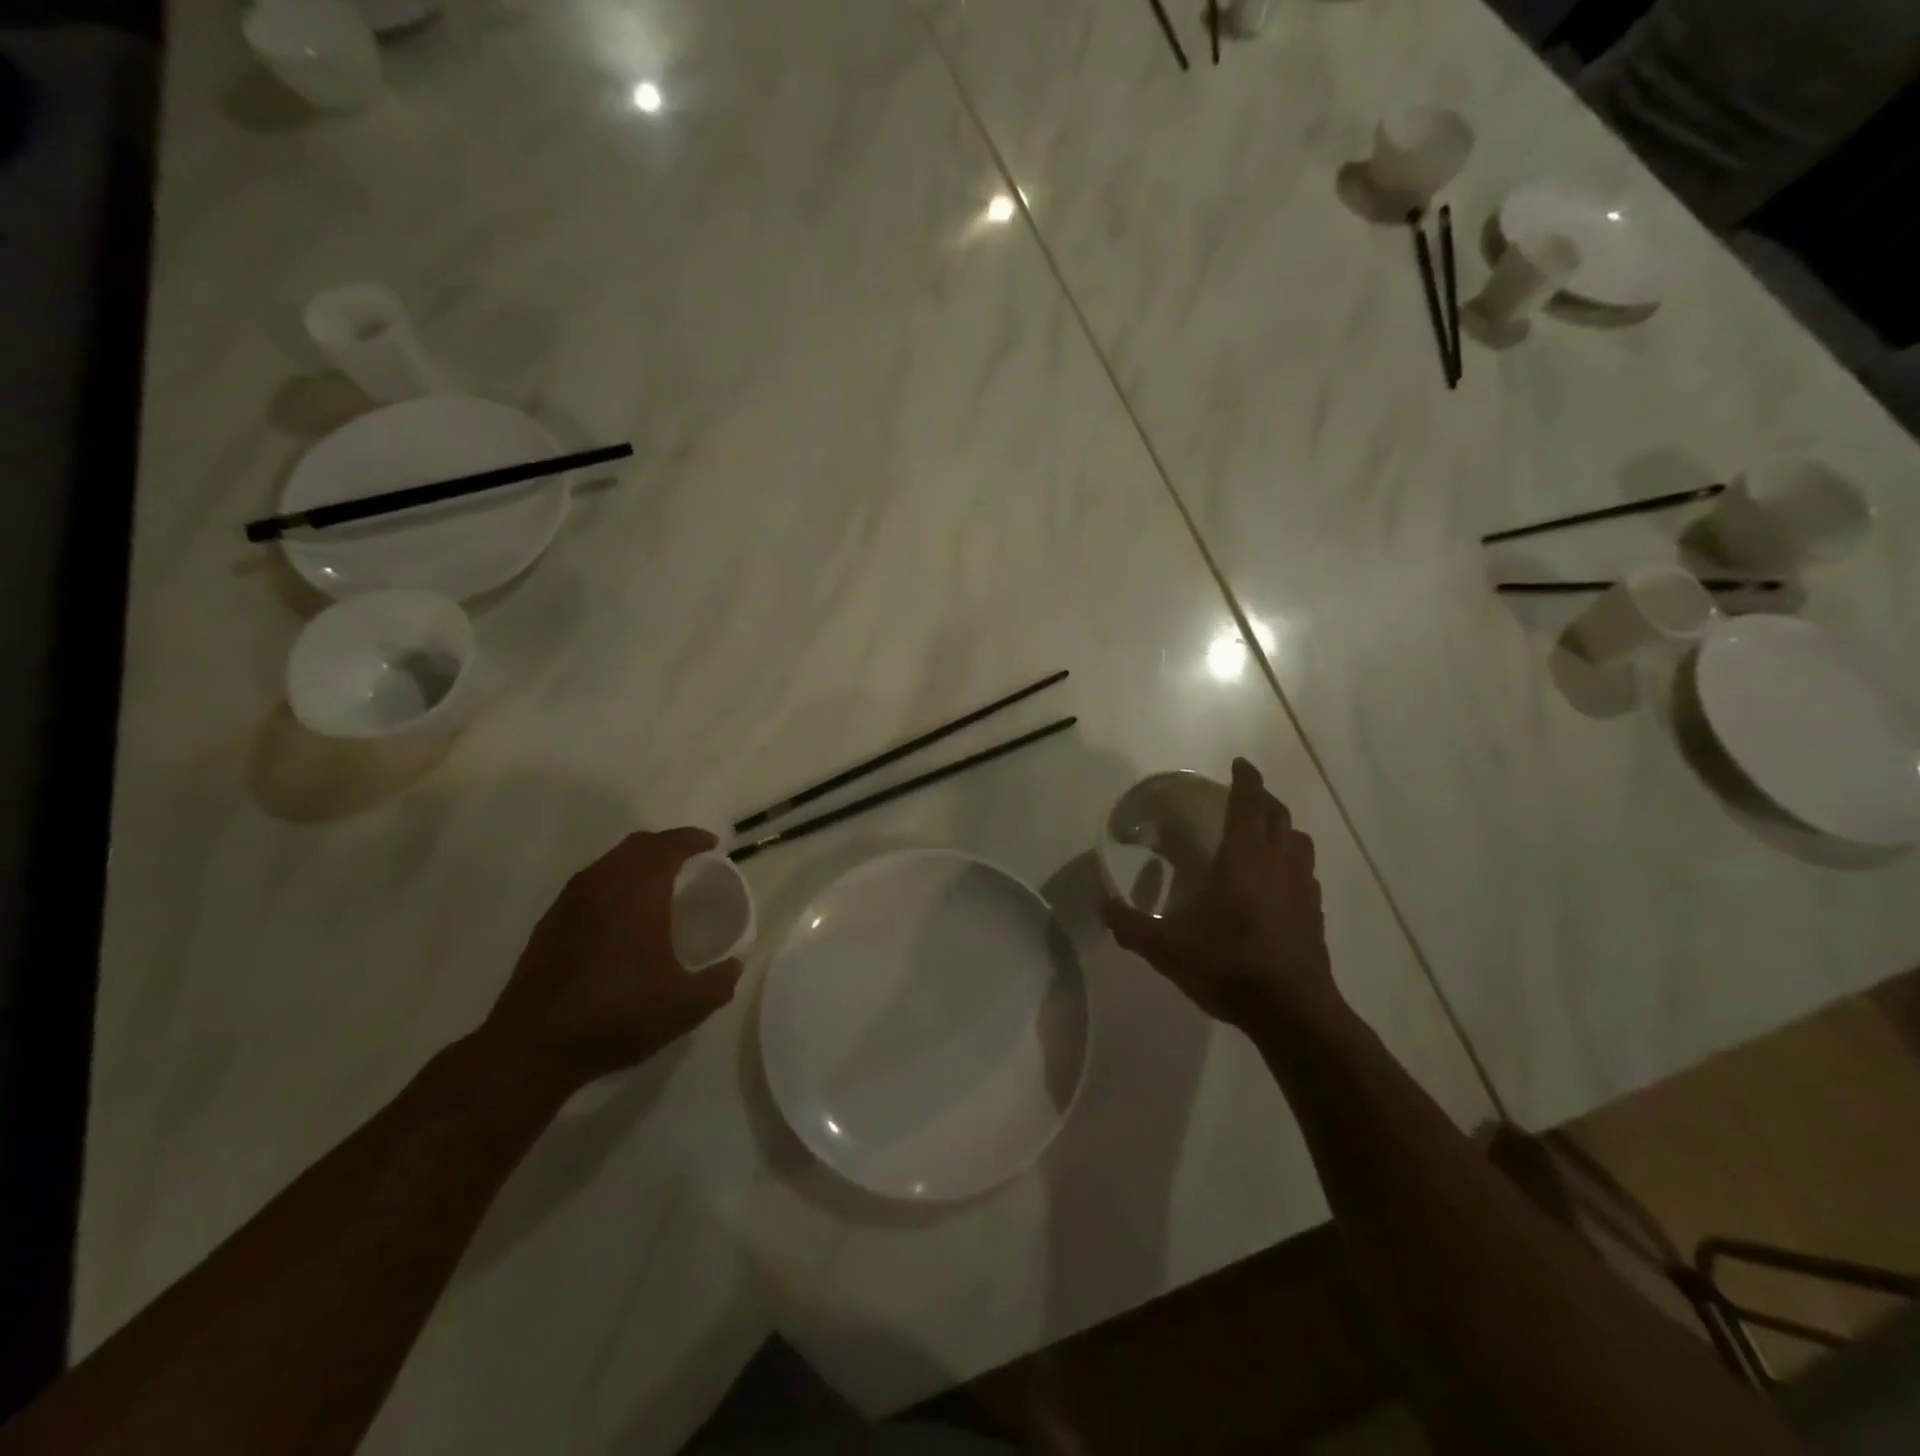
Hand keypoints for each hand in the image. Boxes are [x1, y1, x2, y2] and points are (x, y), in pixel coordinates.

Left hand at [484, 828, 742, 1098]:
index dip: (694, 840)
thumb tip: (734, 965)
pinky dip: (612, 888)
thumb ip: (718, 981)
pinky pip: (589, 888)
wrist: (533, 1046)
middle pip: (637, 845)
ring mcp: (569, 902)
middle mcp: (602, 883)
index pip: (670, 845)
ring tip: (657, 888)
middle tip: (689, 863)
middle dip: (666, 847)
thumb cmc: (618, 1013)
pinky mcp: (548, 925)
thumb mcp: (685, 1005)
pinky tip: (620, 919)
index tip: (713, 846)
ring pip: (609, 864)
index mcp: (638, 889)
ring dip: (636, 866)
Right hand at [1102, 758, 1338, 1028]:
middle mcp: (1278, 863)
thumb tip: (1102, 906)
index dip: (1246, 779)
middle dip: (1263, 799)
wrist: (1292, 1012)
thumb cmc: (1228, 966)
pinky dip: (1292, 863)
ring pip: (1300, 841)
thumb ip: (1130, 925)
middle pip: (1279, 815)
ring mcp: (1303, 888)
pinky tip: (1276, 883)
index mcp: (1244, 859)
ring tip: (1262, 836)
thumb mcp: (1166, 949)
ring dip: (1282, 829)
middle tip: (1243, 797)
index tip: (1239, 763)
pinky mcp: (1315, 913)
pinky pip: (1306, 872)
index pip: (1249, 803)